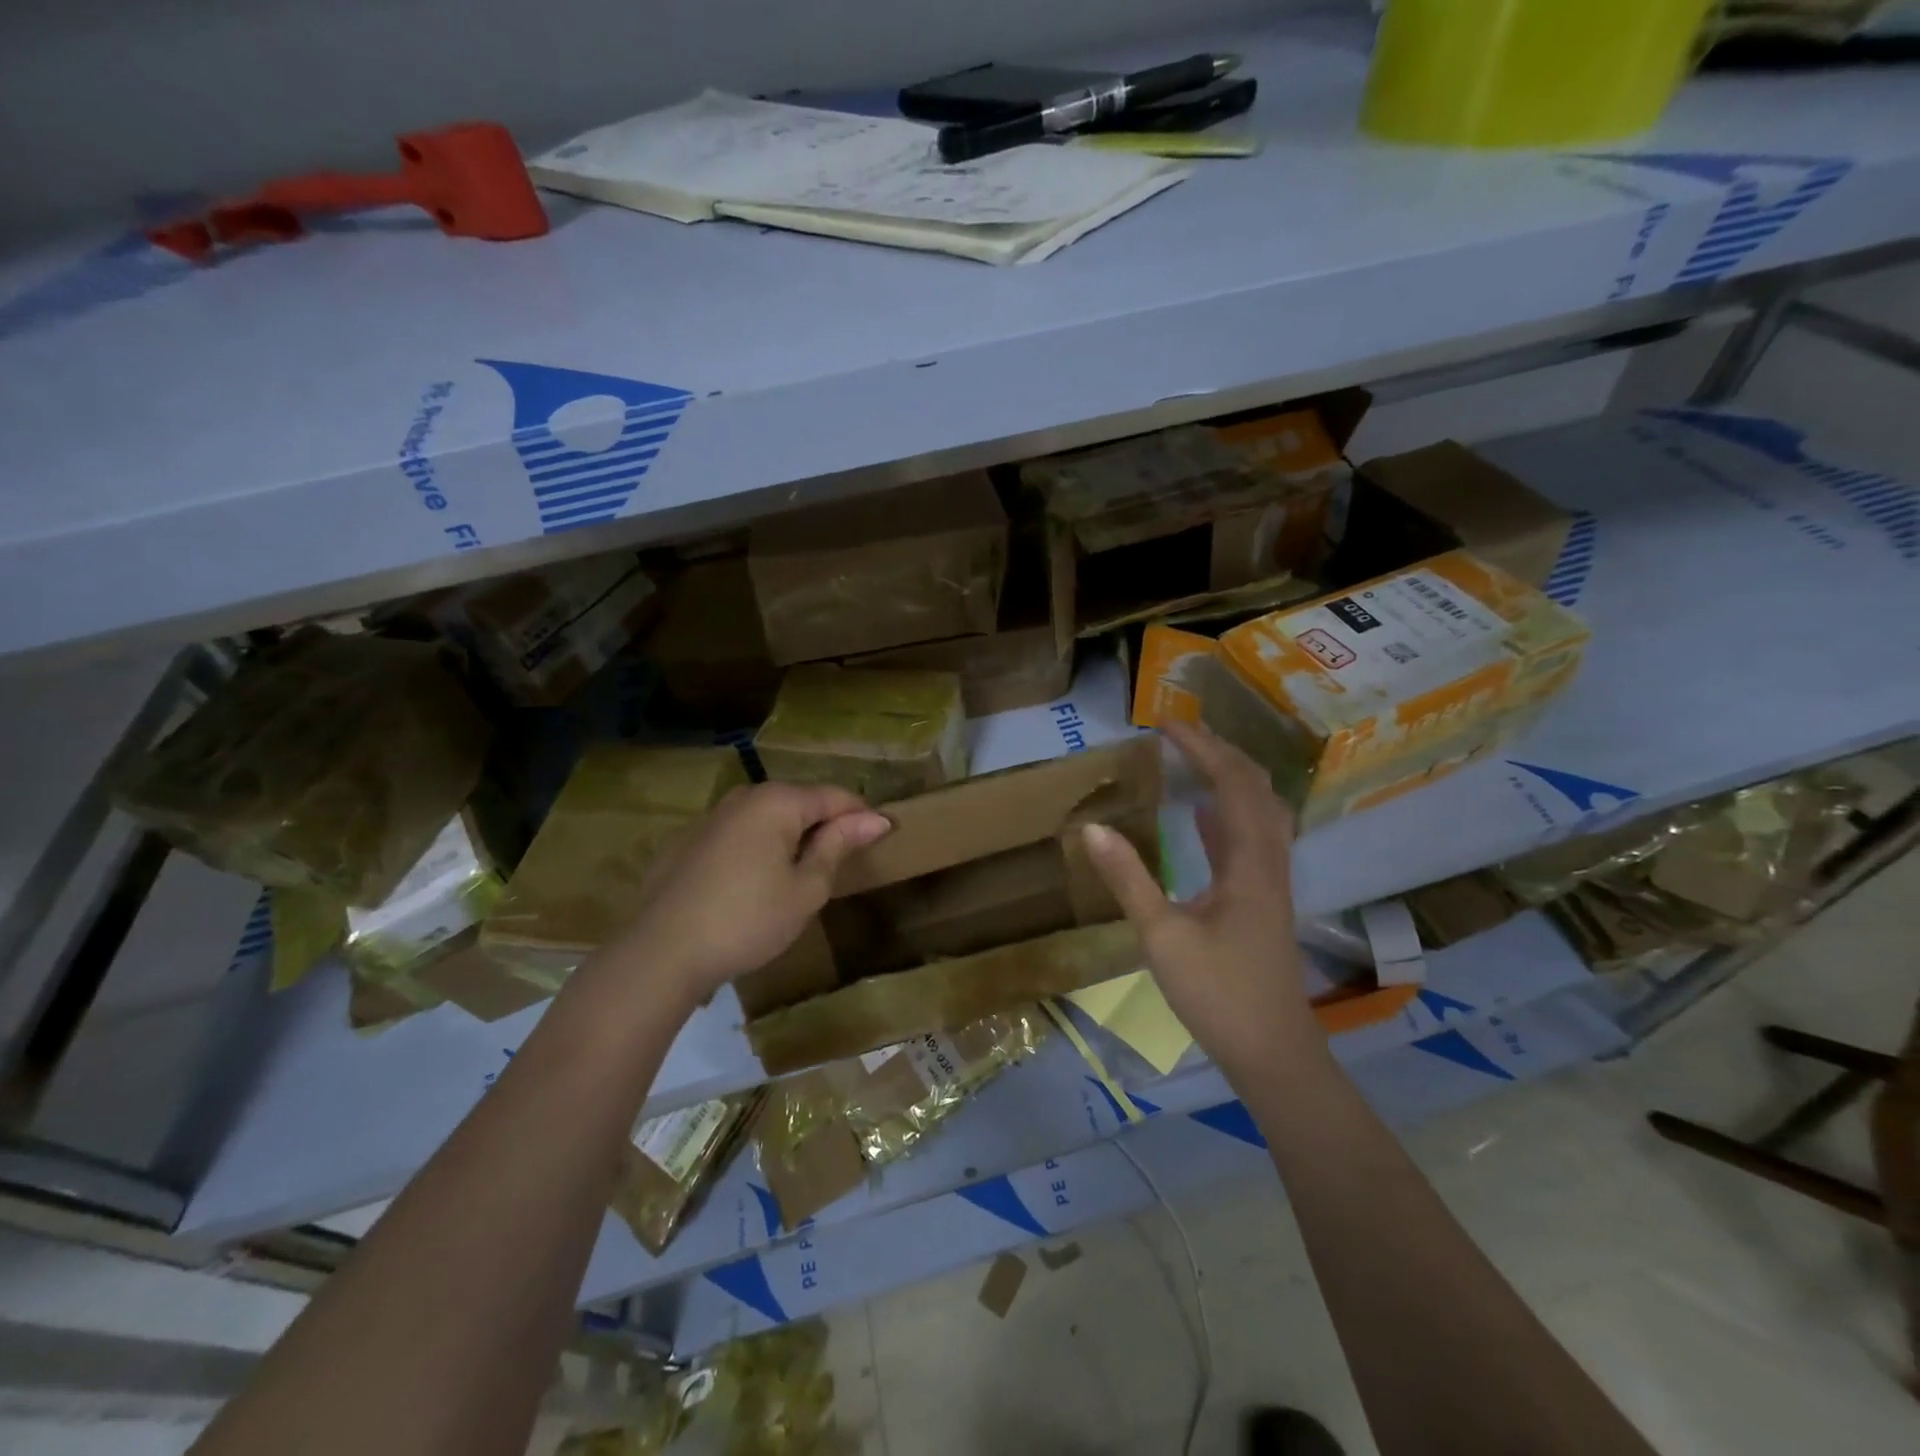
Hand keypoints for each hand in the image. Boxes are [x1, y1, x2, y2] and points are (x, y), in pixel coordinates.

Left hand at [607, 781, 890, 1004]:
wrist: (660, 953)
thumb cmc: (747, 920)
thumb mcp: (805, 889)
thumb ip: (838, 846)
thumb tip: (874, 819)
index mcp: (777, 802)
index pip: (835, 796)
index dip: (863, 816)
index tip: (884, 838)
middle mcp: (743, 798)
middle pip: (800, 802)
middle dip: (826, 826)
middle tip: (843, 863)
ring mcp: (711, 817)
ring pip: (767, 818)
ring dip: (791, 838)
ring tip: (803, 875)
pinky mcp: (688, 842)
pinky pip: (739, 835)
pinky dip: (758, 849)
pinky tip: (755, 885)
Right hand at [1081, 721, 1319, 1082]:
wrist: (1272, 1051)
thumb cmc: (1217, 993)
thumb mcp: (1161, 935)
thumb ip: (1128, 878)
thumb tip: (1091, 827)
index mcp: (1248, 862)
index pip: (1230, 784)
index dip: (1201, 748)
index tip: (1166, 725)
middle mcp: (1268, 862)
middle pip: (1256, 788)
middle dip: (1221, 753)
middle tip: (1180, 735)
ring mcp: (1271, 882)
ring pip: (1260, 811)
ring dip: (1231, 778)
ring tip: (1194, 760)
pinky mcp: (1264, 901)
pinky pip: (1252, 839)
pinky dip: (1228, 814)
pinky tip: (1201, 815)